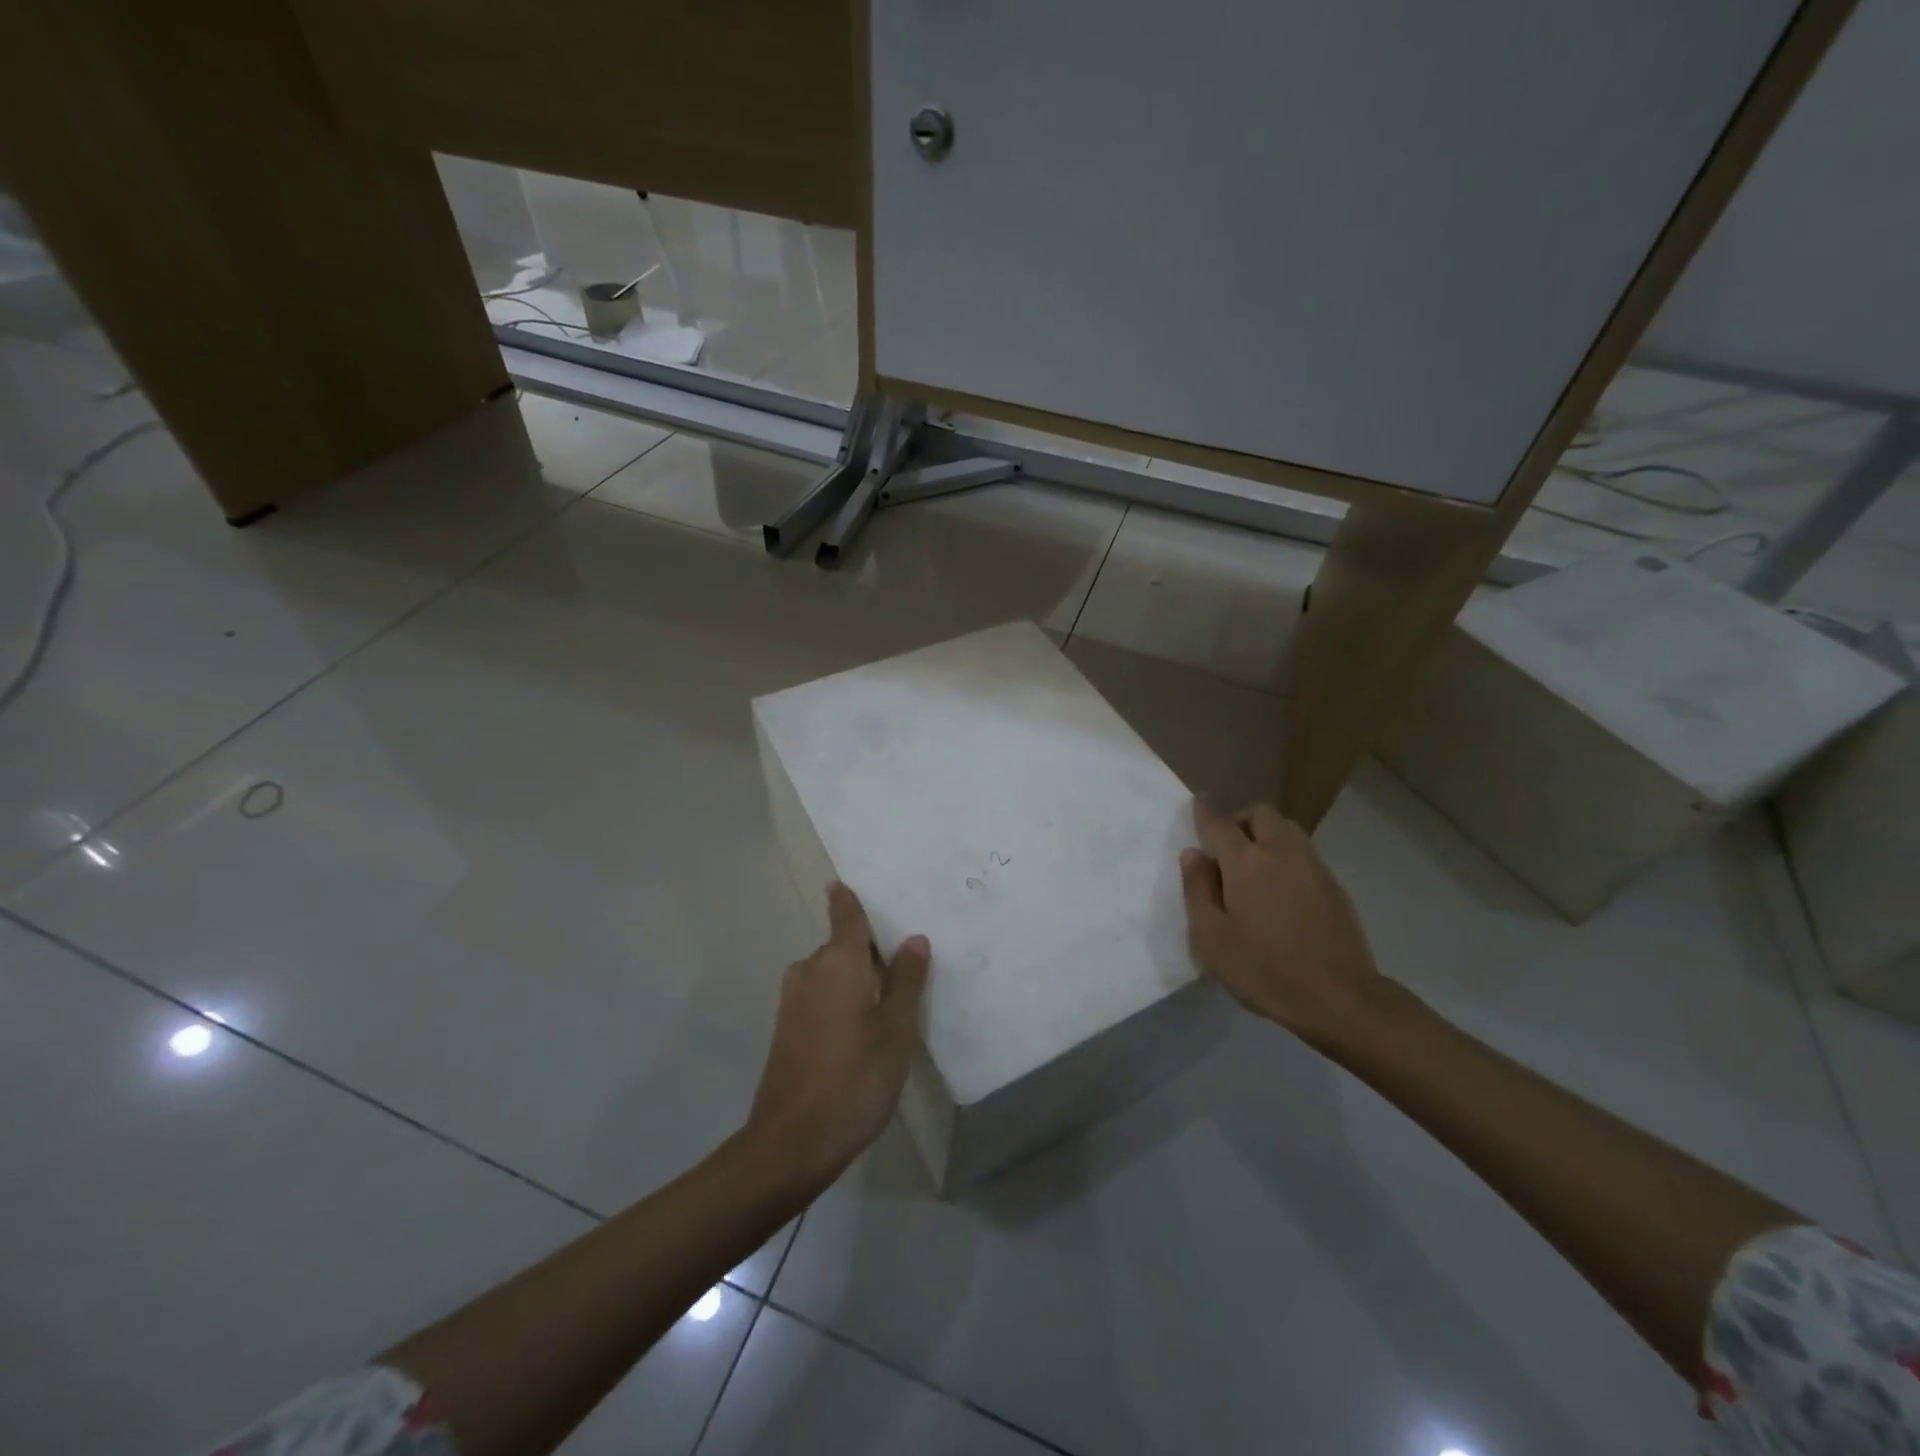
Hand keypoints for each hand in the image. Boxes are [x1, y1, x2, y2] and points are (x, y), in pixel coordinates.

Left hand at [743, 883, 930, 1189]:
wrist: (792, 1142)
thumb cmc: (855, 1079)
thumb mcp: (896, 1030)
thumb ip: (907, 981)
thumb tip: (914, 939)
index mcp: (837, 962)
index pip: (846, 916)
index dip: (848, 900)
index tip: (846, 883)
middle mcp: (809, 970)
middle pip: (842, 946)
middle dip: (869, 952)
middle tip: (904, 965)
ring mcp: (793, 1000)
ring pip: (831, 974)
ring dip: (856, 980)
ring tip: (890, 1003)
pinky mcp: (786, 1028)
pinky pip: (820, 995)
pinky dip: (841, 999)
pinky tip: (862, 1029)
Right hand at [1178, 798, 1390, 1047]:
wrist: (1340, 998)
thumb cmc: (1264, 970)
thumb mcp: (1211, 938)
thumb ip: (1197, 891)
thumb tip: (1192, 855)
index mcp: (1246, 862)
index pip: (1219, 822)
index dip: (1204, 811)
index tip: (1197, 802)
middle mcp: (1281, 852)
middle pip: (1260, 813)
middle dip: (1240, 819)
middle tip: (1226, 846)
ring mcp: (1313, 866)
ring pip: (1287, 828)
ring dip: (1266, 833)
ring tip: (1254, 864)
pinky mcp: (1334, 885)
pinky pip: (1304, 852)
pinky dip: (1286, 855)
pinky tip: (1280, 888)